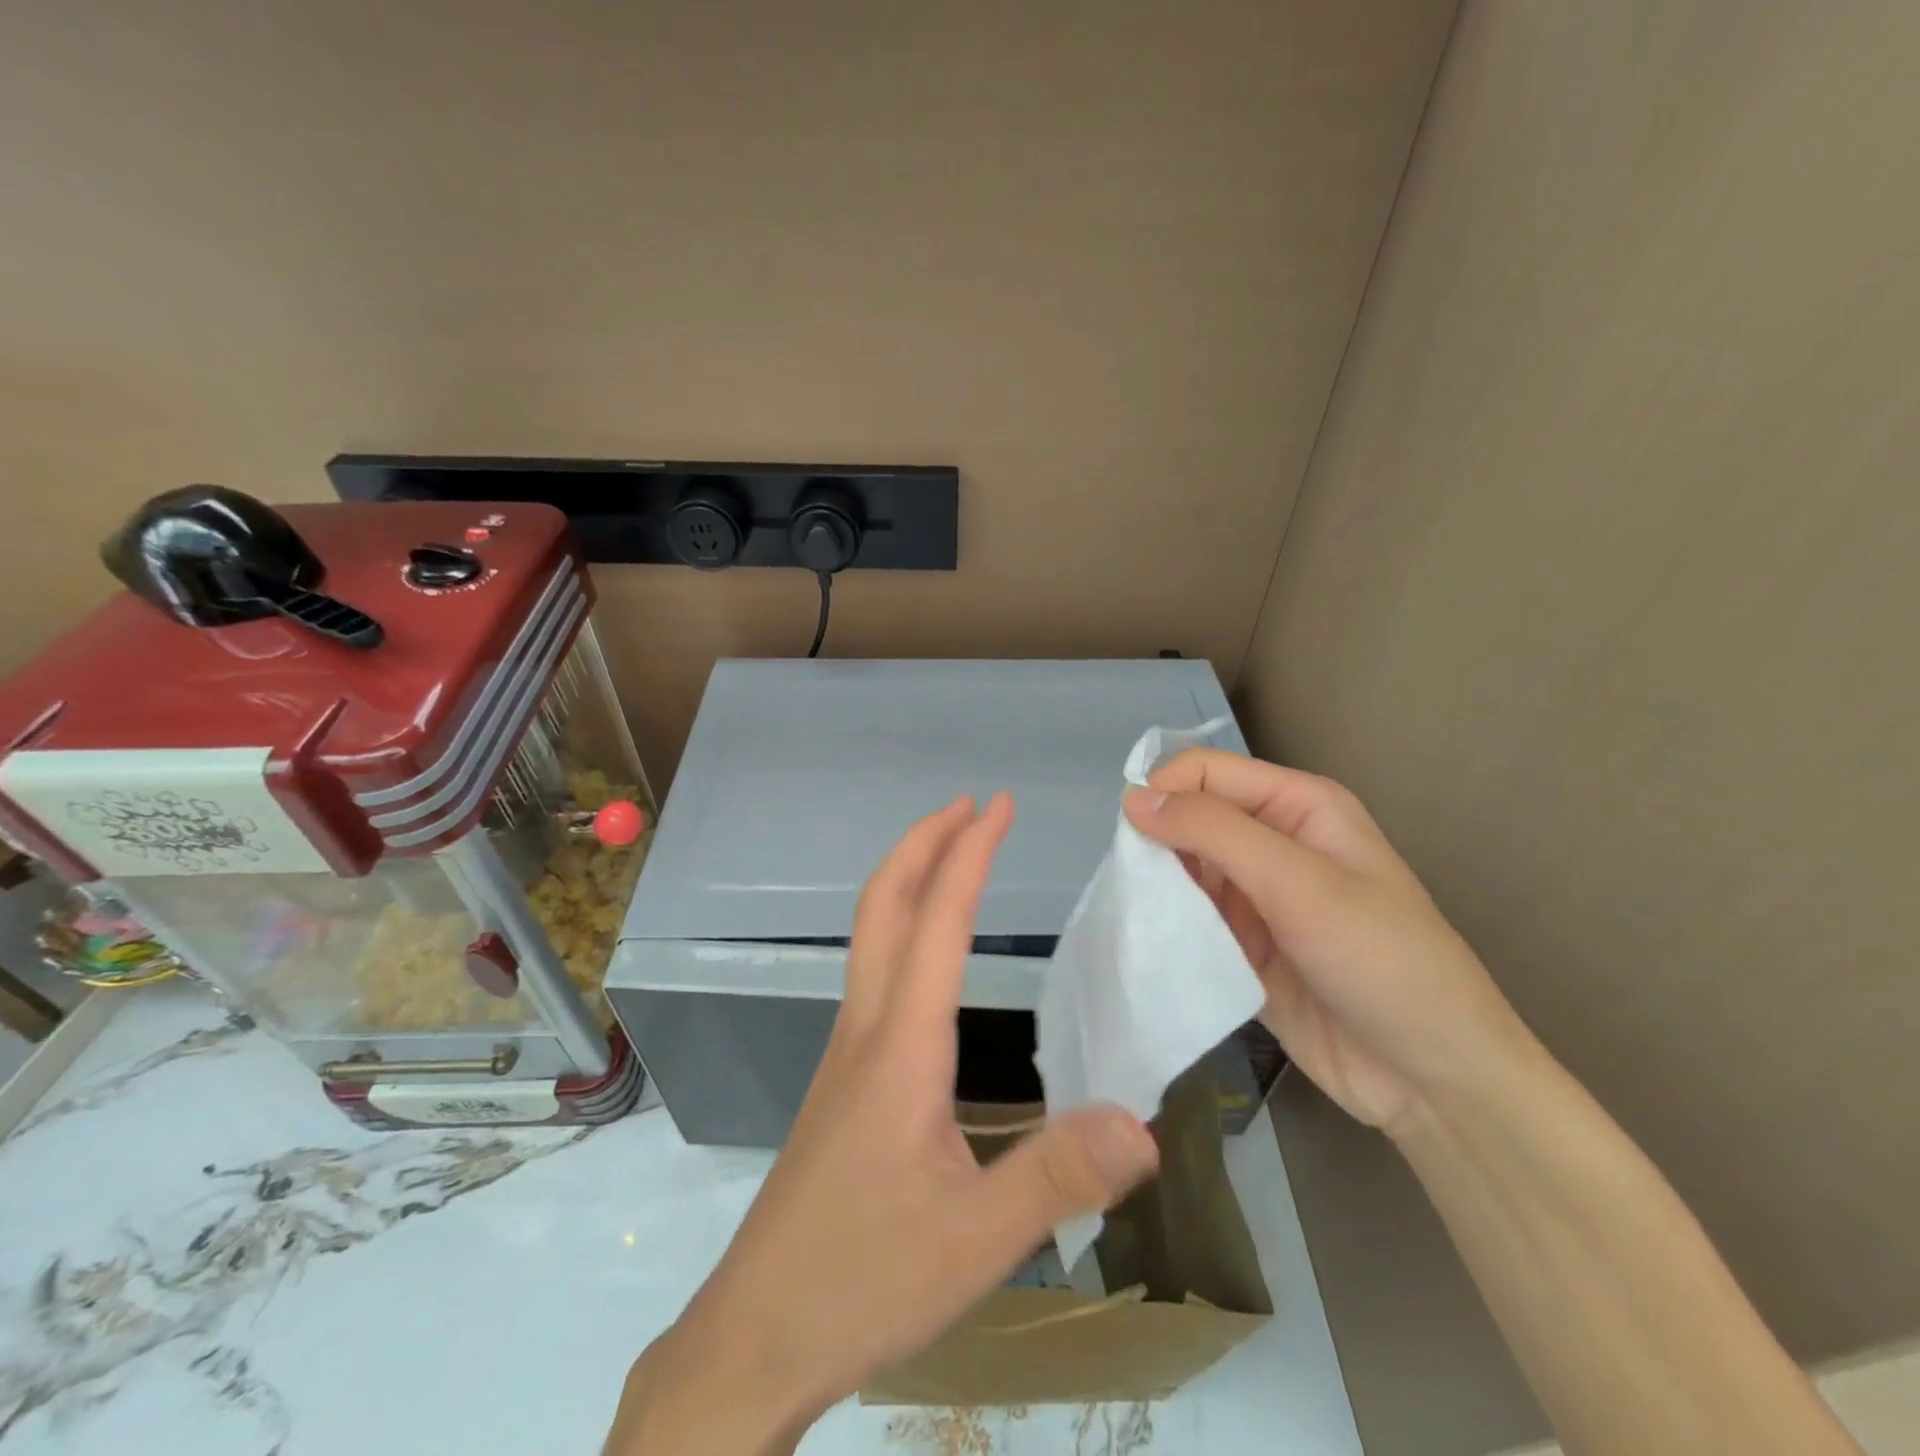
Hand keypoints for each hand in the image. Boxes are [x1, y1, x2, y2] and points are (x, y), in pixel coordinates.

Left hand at [611, 793, 1159, 1453]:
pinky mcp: (845, 1078)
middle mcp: (867, 1028)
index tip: (996, 805)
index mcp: (901, 1045)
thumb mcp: (974, 1239)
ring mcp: (848, 1050)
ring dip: (910, 878)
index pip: (937, 922)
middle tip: (968, 806)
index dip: (968, 854)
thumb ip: (1059, 1177)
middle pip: (883, 905)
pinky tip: (928, 955)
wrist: (757, 1332)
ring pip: (870, 935)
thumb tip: (1144, 1125)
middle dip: (924, 842)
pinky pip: (874, 971)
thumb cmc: (861, 1279)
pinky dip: (903, 925)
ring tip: (952, 856)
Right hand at [1124, 749, 1530, 1134]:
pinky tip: (1158, 947)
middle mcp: (1274, 841)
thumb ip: (1213, 832)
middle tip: (1141, 888)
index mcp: (1297, 805)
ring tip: (1147, 920)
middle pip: (1190, 818)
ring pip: (1182, 868)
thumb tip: (1131, 797)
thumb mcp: (1298, 883)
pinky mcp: (1242, 944)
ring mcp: (1257, 896)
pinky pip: (1190, 918)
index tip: (1134, 840)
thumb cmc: (1379, 962)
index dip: (1165, 792)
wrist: (1431, 1080)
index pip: (1207, 772)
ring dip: (1159, 888)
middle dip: (1157, 843)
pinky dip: (1169, 926)